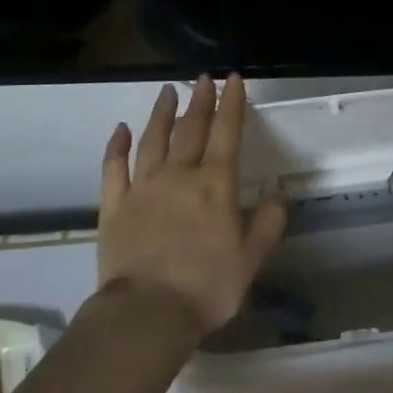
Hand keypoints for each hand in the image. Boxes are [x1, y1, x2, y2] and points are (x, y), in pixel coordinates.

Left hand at [98, 73, 287, 336]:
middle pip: (191, 129)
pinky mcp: (114, 206)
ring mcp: (142, 188)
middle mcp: (178, 176)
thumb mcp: (252, 258)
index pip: (226, 133)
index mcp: (214, 185)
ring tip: (167, 91)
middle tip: (203, 78)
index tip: (232, 79)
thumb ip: (268, 222)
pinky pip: (114, 167)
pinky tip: (121, 129)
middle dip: (200, 101)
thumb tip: (279, 193)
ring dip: (161, 113)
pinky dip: (116, 146)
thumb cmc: (207, 287)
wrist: (147, 314)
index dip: (232, 103)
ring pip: (152, 140)